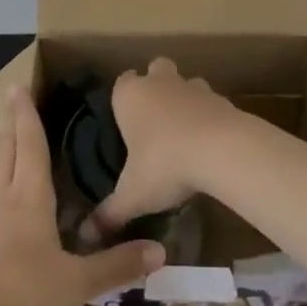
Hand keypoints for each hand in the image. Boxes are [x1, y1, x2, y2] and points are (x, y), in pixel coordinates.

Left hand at [0, 87, 164, 305]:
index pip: (29, 144)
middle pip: (4, 152)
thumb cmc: (25, 293)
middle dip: (10, 126)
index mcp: (29, 197)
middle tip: (13, 106)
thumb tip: (160, 251)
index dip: (26, 115)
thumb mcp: (78, 282)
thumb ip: (118, 265)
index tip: (18, 88)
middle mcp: (1, 200)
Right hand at [89, 58, 240, 237]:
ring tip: (183, 134)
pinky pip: (210, 102)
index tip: (125, 122)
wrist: (221, 150)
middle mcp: (160, 82)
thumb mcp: (132, 196)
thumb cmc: (165, 164)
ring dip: (184, 100)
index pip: (121, 82)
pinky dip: (208, 116)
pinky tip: (208, 143)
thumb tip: (85, 236)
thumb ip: (108, 214)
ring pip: (185, 83)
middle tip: (154, 122)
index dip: (123, 100)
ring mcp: (193, 86)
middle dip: (155, 86)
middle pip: (155, 69)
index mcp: (130, 95)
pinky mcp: (221, 98)